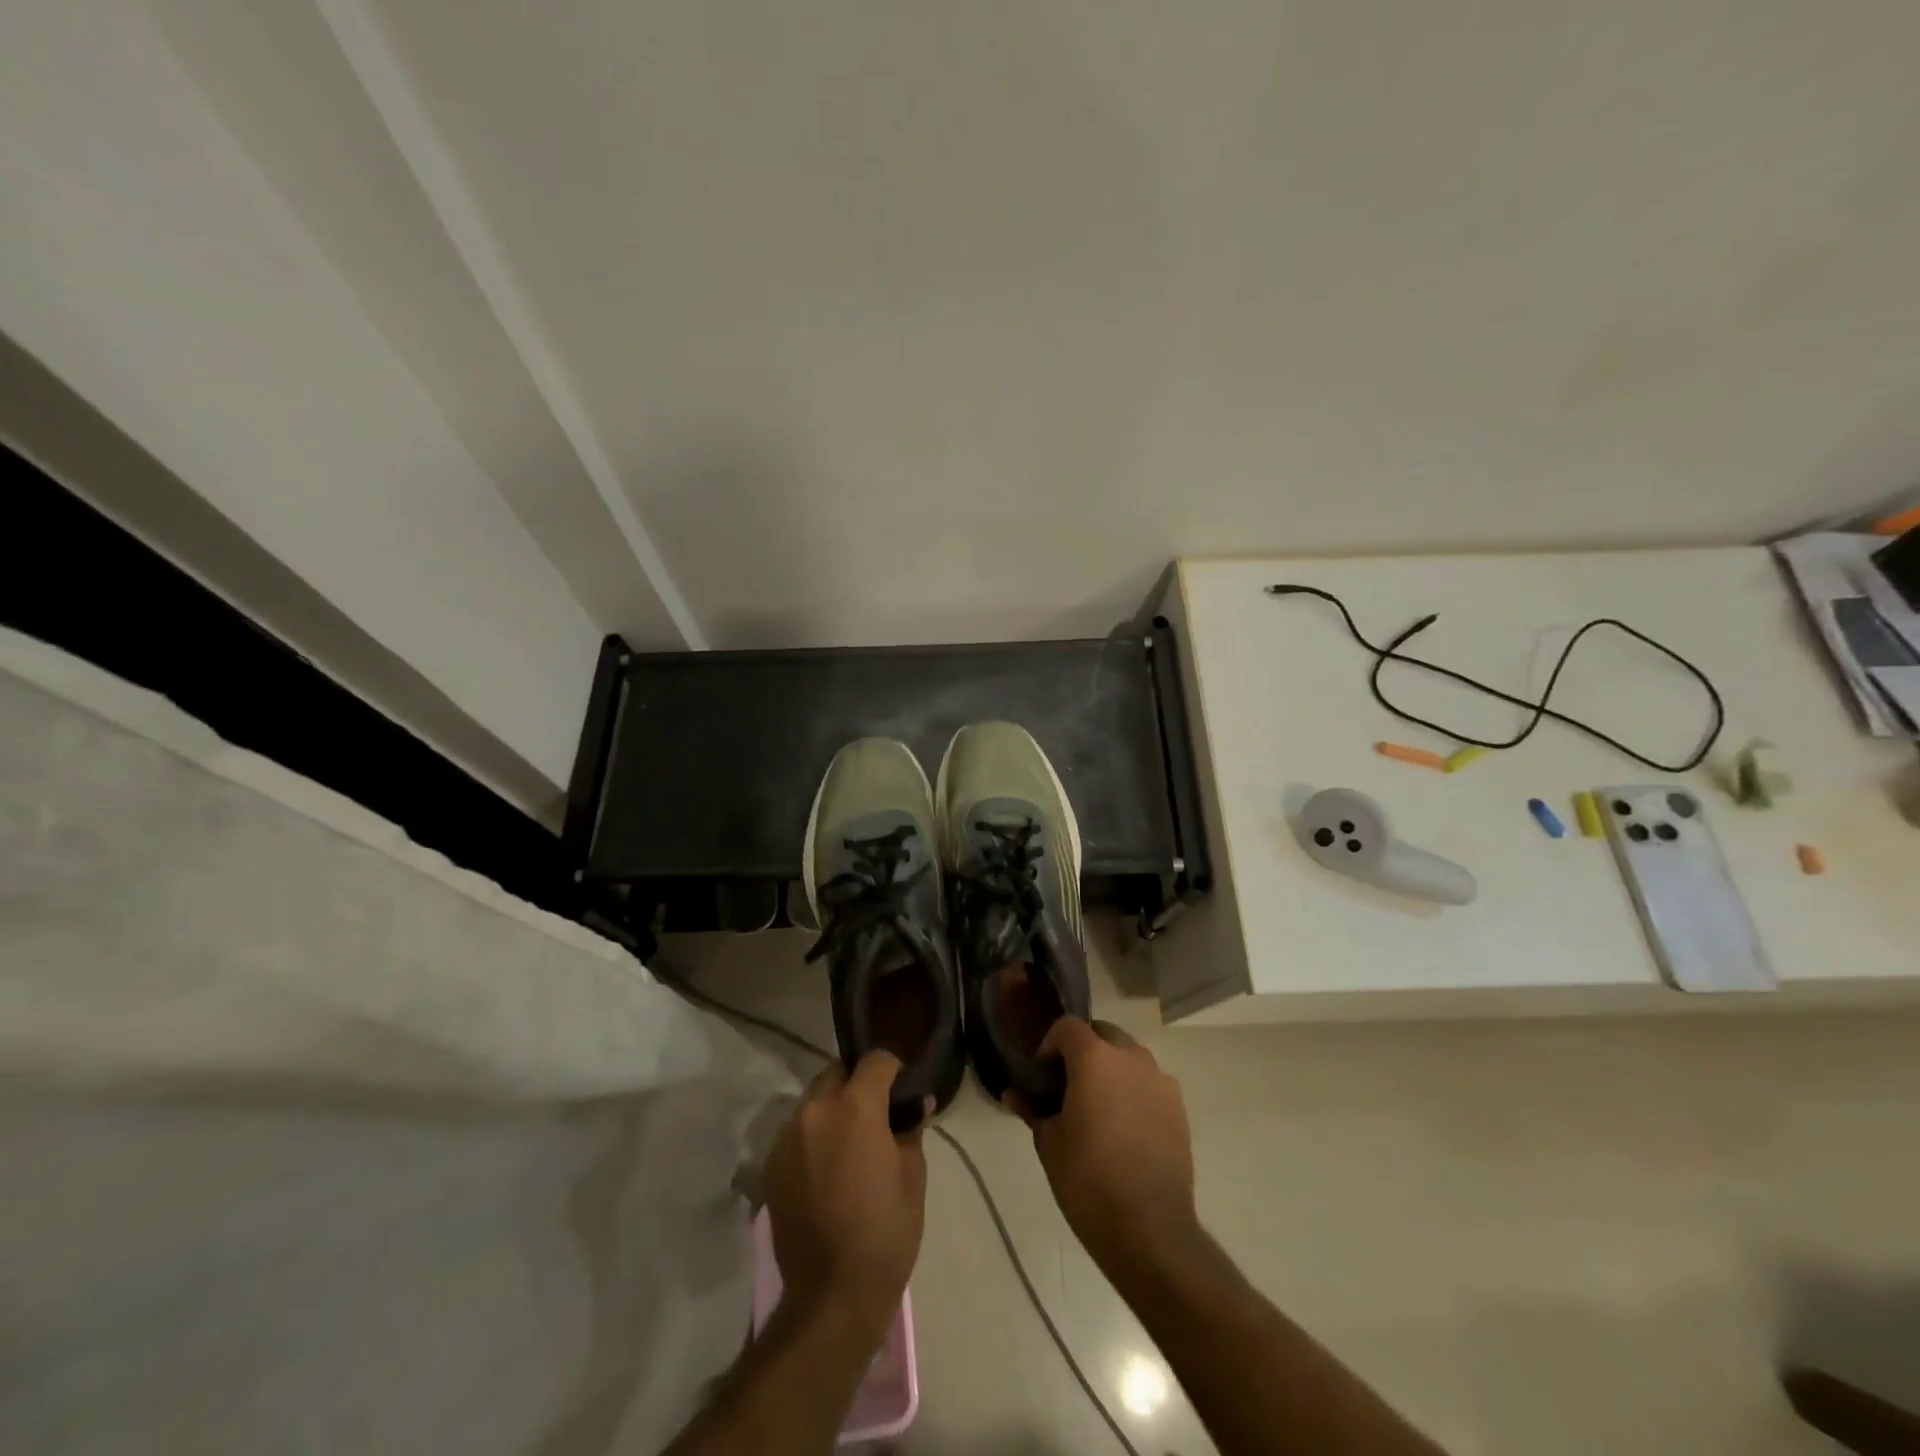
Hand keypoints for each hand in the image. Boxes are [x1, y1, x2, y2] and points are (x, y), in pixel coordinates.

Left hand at [765, 1051, 926, 1334]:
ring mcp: (787, 1137)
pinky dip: (813, 1136)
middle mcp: (815, 1110)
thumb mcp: (913, 1176)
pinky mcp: (771, 1165)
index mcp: (855, 1106)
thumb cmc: (885, 1232)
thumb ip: (910, 1129)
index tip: (903, 1088)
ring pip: (814, 1102)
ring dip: (832, 1109)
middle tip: (876, 1113)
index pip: (875, 1060)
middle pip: (837, 1074)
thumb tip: (916, 1104)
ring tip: (849, 1142)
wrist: (831, 1295)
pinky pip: (797, 1133)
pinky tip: (826, 1168)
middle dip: (857, 1083)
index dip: (893, 1069)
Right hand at [1017, 1018, 1197, 1268]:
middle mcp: (1131, 1057)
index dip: (1050, 1044)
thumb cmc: (1088, 1180)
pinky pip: (1149, 1083)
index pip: (1067, 1027)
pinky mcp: (1179, 1107)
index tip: (1042, 1075)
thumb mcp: (1049, 1144)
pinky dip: (1134, 1091)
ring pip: (1129, 1057)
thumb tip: (1014, 1094)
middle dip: (1083, 1050)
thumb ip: (1032, 1110)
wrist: (1150, 1229)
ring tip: (1098, 1107)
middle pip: (1102, 1034)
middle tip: (1068, 1086)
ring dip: (1111, 1069)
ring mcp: (1160, 1080)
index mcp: (1095, 1058)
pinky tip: (1125, 1127)